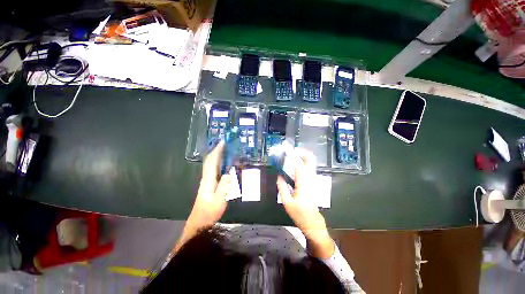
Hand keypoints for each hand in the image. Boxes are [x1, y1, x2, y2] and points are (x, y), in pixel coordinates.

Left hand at [174, 142, 230, 252]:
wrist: (199, 222)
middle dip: (216, 151)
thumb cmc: (209, 212)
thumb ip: (224, 186)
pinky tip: (224, 164)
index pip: (212, 162)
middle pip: (210, 161)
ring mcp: (207, 181)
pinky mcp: (209, 184)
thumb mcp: (219, 200)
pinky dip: (218, 163)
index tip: (223, 143)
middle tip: (225, 144)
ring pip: (211, 164)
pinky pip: (214, 169)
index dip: (217, 151)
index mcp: (208, 180)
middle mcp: (206, 178)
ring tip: (225, 150)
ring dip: (217, 156)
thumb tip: (229, 172)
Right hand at [277, 148, 333, 258]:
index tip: (287, 152)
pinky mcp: (313, 182)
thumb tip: (279, 176)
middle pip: (310, 160)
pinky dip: (303, 163)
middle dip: (302, 152)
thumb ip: (282, 187)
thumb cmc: (299, 214)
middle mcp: (310, 179)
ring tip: (292, 156)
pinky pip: (309, 168)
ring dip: (303, 157)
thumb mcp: (286, 202)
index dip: (294, 156)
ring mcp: (313, 180)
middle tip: (292, 151)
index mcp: (303, 184)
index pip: (299, 165)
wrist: (313, 222)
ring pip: (311, 163)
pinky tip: (295, 165)